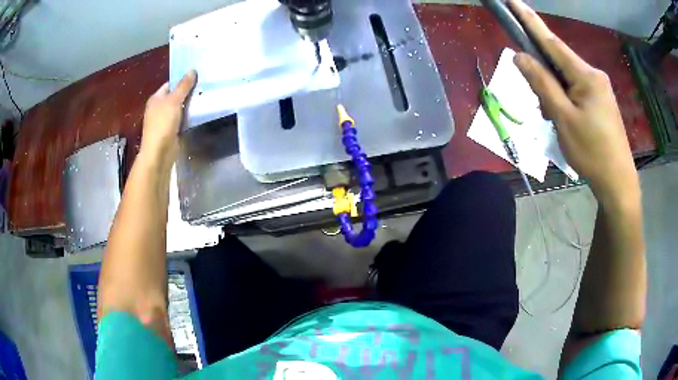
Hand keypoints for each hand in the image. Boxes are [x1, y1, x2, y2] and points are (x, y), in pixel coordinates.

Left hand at [140, 70, 196, 164]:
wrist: (159, 153)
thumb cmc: (162, 124)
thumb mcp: (173, 101)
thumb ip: (183, 86)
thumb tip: (192, 70)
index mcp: (156, 98)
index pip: (170, 84)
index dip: (182, 79)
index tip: (197, 75)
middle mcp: (159, 108)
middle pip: (175, 95)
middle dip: (188, 92)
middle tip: (204, 85)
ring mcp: (165, 120)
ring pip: (180, 108)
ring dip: (190, 104)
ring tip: (205, 96)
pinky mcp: (172, 131)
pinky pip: (182, 119)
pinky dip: (189, 116)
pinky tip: (200, 112)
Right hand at [508, 0, 638, 204]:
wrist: (617, 181)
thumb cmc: (591, 152)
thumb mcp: (563, 118)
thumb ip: (542, 84)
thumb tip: (520, 56)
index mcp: (586, 75)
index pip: (551, 41)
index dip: (530, 20)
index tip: (512, 1)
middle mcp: (593, 75)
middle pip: (559, 63)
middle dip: (544, 76)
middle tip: (542, 106)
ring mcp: (599, 88)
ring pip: (566, 78)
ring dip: (554, 93)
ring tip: (555, 120)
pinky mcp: (601, 100)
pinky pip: (576, 90)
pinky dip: (564, 99)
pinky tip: (564, 119)